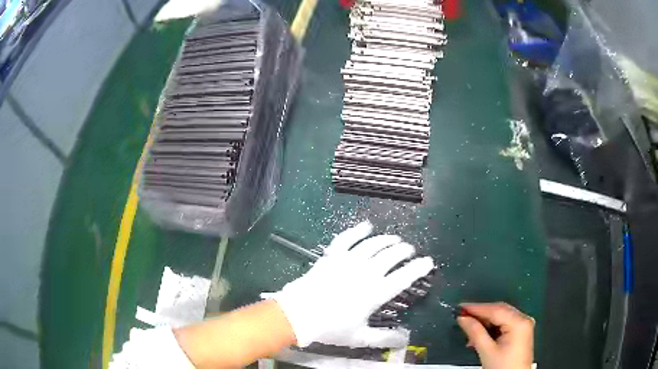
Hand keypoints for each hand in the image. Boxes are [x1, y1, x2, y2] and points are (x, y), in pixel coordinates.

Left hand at [262, 221, 434, 347]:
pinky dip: (358, 230)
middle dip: (404, 250)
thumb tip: (405, 339)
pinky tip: (367, 226)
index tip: (428, 261)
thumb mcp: (359, 337)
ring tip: (395, 239)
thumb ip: (384, 338)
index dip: (418, 268)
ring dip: (387, 239)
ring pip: (373, 244)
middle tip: (409, 250)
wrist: (298, 314)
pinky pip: (347, 238)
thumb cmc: (330, 328)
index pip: (404, 277)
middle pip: (391, 255)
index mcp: (375, 292)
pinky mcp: (332, 255)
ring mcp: (348, 261)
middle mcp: (366, 272)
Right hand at [457, 302, 533, 368]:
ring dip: (485, 323)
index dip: (477, 308)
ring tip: (469, 332)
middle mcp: (524, 319)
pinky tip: (480, 336)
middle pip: (500, 310)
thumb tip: (463, 318)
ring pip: (501, 317)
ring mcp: (524, 325)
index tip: (460, 307)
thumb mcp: (487, 351)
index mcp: (519, 322)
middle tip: (463, 317)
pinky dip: (492, 328)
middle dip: (480, 314)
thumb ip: (475, 332)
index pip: (495, 310)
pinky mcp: (521, 332)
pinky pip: (505, 323)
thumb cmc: (502, 367)